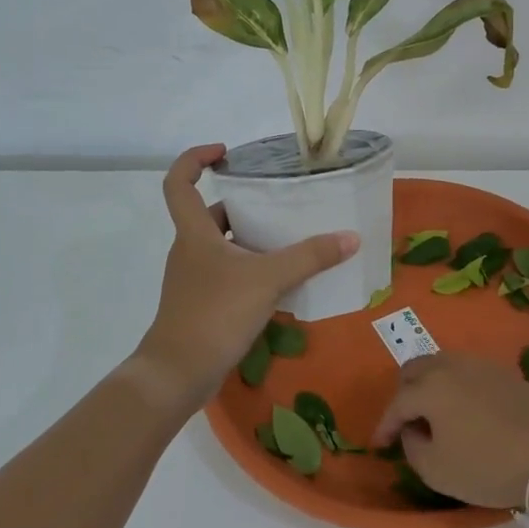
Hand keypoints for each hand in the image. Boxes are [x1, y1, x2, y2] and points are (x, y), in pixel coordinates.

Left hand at [129, 144, 359, 414]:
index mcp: (194, 232)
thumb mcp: (268, 280)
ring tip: (289, 240)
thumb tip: (351, 237)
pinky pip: (228, 274)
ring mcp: (193, 279)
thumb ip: (309, 257)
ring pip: (222, 246)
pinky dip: (251, 270)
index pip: (179, 183)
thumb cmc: (214, 314)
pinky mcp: (201, 304)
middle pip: (210, 214)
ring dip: (251, 240)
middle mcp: (189, 250)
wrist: (177, 374)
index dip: (195, 159)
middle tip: (278, 203)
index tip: (225, 153)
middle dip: (243, 205)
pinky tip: (281, 282)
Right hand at [371, 353, 528, 509]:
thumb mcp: (437, 470)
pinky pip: (465, 372)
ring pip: (441, 365)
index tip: (379, 445)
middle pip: (415, 370)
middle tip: (405, 422)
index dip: (384, 426)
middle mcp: (450, 366)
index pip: (396, 403)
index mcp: (430, 387)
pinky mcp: (503, 373)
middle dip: (403, 394)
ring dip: (429, 385)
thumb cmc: (489, 466)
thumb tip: (413, 431)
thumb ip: (413, 447)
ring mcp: (479, 365)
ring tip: (432, 415)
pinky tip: (462, 410)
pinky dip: (453, 386)